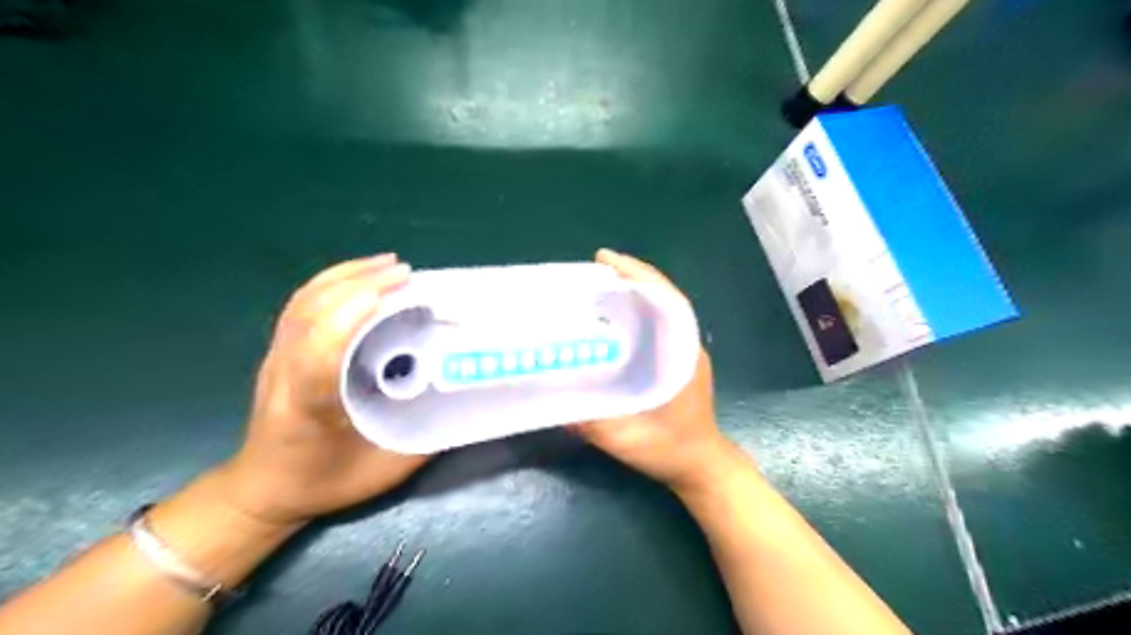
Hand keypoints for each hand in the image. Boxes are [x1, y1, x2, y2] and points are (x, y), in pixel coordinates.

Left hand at [217, 254, 432, 524]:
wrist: (263, 488)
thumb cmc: (325, 481)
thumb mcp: (384, 469)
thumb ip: (424, 436)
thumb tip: (460, 398)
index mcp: (310, 407)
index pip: (320, 353)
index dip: (353, 315)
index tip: (394, 293)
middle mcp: (286, 374)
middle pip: (312, 314)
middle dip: (360, 284)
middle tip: (407, 275)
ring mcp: (277, 357)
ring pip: (304, 302)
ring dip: (347, 276)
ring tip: (388, 265)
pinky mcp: (279, 350)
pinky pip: (301, 305)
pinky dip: (331, 281)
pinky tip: (359, 277)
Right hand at [577, 251, 749, 496]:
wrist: (701, 467)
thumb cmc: (670, 451)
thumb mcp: (627, 440)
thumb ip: (591, 422)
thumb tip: (554, 399)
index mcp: (681, 357)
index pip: (667, 302)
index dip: (640, 276)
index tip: (608, 260)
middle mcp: (686, 347)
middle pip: (663, 298)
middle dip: (633, 276)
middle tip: (597, 265)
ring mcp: (684, 353)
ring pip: (662, 309)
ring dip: (635, 290)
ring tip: (602, 282)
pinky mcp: (677, 360)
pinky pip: (658, 324)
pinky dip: (638, 309)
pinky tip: (614, 314)